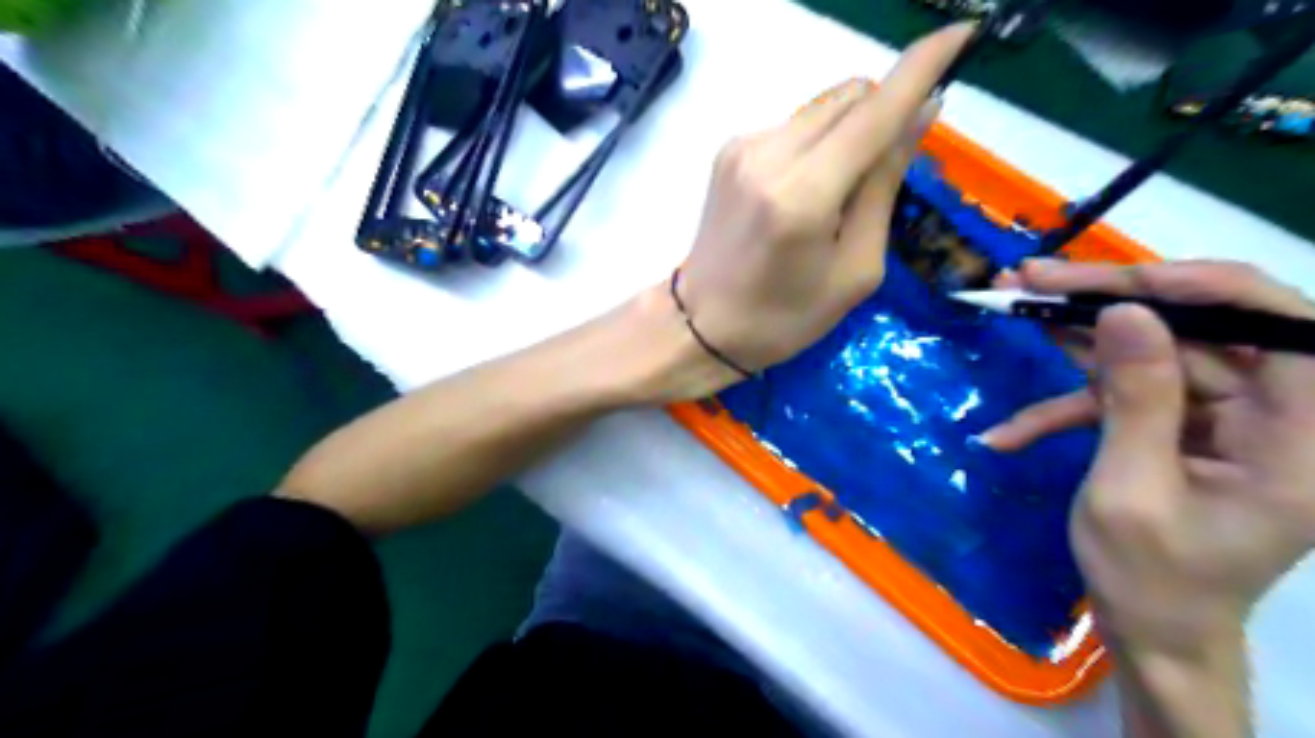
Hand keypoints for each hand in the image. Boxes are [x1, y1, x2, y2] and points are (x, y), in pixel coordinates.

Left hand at [673, 22, 969, 374]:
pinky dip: (817, 145)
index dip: (923, 66)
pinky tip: (803, 192)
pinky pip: (794, 126)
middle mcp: (768, 155)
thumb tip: (921, 113)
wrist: (702, 324)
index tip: (963, 35)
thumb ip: (885, 186)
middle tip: (884, 173)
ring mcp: (742, 147)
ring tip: (836, 194)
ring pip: (822, 108)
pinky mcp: (729, 150)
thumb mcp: (856, 270)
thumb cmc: (785, 316)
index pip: (875, 111)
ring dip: (849, 132)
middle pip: (850, 97)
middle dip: (883, 116)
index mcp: (803, 195)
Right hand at [979, 259, 1314, 649]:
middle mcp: (1271, 416)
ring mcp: (1219, 419)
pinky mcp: (1175, 428)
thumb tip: (1126, 313)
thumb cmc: (1151, 578)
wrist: (1150, 631)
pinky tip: (1007, 433)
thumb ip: (1136, 399)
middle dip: (1107, 303)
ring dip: (1075, 338)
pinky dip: (1061, 410)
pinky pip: (1120, 398)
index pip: (1284, 328)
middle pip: (1195, 329)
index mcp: (1299, 438)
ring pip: (1149, 353)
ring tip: (1010, 305)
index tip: (1115, 281)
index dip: (1205, 288)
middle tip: (1030, 281)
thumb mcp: (1131, 490)